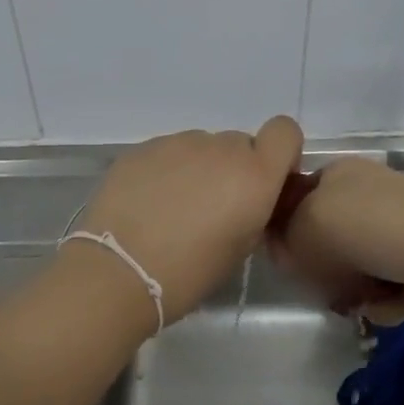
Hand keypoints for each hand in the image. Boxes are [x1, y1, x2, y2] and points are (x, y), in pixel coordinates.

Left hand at [75, 116, 304, 324]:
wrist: (119, 271)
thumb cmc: (189, 273)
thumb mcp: (240, 248)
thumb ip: (254, 210)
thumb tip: (246, 199)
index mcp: (254, 175)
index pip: (285, 131)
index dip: (280, 153)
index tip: (266, 181)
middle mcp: (221, 148)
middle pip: (240, 143)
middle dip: (234, 169)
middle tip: (213, 207)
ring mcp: (179, 143)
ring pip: (203, 147)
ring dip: (199, 169)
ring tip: (175, 208)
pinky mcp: (143, 147)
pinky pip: (169, 152)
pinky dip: (167, 171)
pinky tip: (149, 203)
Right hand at [268, 157, 403, 318]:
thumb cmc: (372, 227)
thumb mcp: (308, 223)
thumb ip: (284, 237)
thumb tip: (287, 253)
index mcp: (337, 175)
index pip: (295, 201)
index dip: (286, 232)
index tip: (288, 259)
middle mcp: (365, 197)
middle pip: (324, 242)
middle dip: (324, 270)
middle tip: (325, 285)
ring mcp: (394, 228)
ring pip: (353, 270)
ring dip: (354, 291)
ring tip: (364, 299)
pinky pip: (383, 287)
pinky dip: (384, 300)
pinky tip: (392, 302)